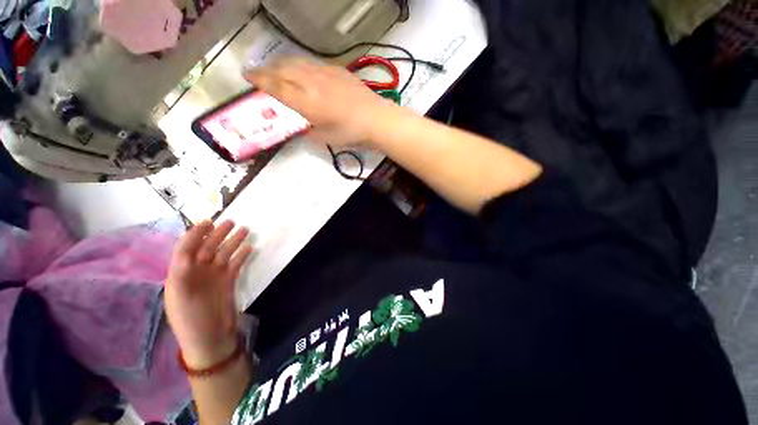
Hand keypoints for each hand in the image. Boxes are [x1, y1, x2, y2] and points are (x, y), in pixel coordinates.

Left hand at [165, 220, 252, 368]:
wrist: (210, 339)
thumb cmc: (191, 319)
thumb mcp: (180, 297)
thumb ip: (181, 273)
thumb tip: (187, 253)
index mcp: (180, 274)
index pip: (186, 249)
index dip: (195, 234)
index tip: (208, 222)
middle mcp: (197, 272)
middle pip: (207, 248)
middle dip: (217, 234)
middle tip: (231, 222)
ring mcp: (214, 277)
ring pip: (223, 253)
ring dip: (233, 242)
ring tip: (245, 230)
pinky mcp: (228, 281)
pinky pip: (235, 264)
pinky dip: (241, 255)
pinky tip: (249, 248)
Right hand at [243, 57, 400, 146]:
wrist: (376, 119)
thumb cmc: (351, 134)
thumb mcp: (326, 139)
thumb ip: (309, 132)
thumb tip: (301, 129)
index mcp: (306, 102)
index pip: (276, 87)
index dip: (259, 80)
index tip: (247, 76)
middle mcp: (311, 82)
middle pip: (283, 70)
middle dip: (267, 70)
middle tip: (259, 74)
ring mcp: (325, 73)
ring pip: (297, 63)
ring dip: (282, 64)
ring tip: (277, 70)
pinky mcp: (337, 70)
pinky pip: (313, 63)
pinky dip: (301, 65)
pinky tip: (303, 71)